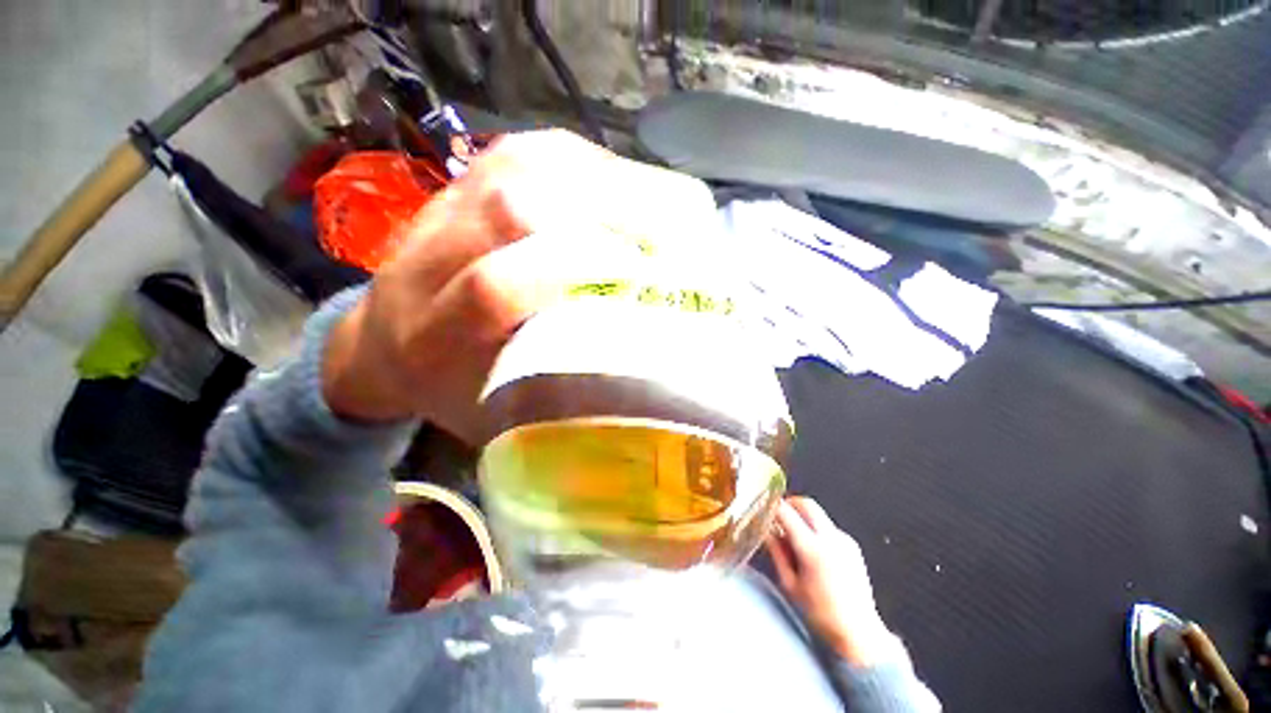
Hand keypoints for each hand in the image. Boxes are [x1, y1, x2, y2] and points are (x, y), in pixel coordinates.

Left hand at [321, 130, 716, 441]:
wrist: (387, 345)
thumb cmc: (453, 389)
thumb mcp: (501, 413)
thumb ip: (555, 390)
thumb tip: (634, 355)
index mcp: (430, 338)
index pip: (496, 287)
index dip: (573, 271)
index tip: (640, 280)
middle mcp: (427, 257)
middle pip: (513, 204)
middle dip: (603, 217)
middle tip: (663, 242)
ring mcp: (444, 205)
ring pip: (527, 165)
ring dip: (604, 184)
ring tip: (655, 211)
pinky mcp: (465, 178)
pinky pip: (534, 151)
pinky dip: (588, 165)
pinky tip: (622, 188)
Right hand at [765, 497, 895, 666]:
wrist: (859, 633)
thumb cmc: (820, 613)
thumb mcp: (790, 584)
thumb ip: (777, 552)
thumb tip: (766, 530)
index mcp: (812, 549)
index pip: (786, 512)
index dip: (772, 507)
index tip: (763, 509)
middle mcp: (831, 539)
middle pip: (806, 504)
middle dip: (789, 504)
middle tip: (777, 515)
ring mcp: (845, 541)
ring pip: (818, 514)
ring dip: (803, 517)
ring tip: (793, 538)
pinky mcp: (853, 546)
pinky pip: (828, 527)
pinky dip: (816, 529)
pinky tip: (812, 550)